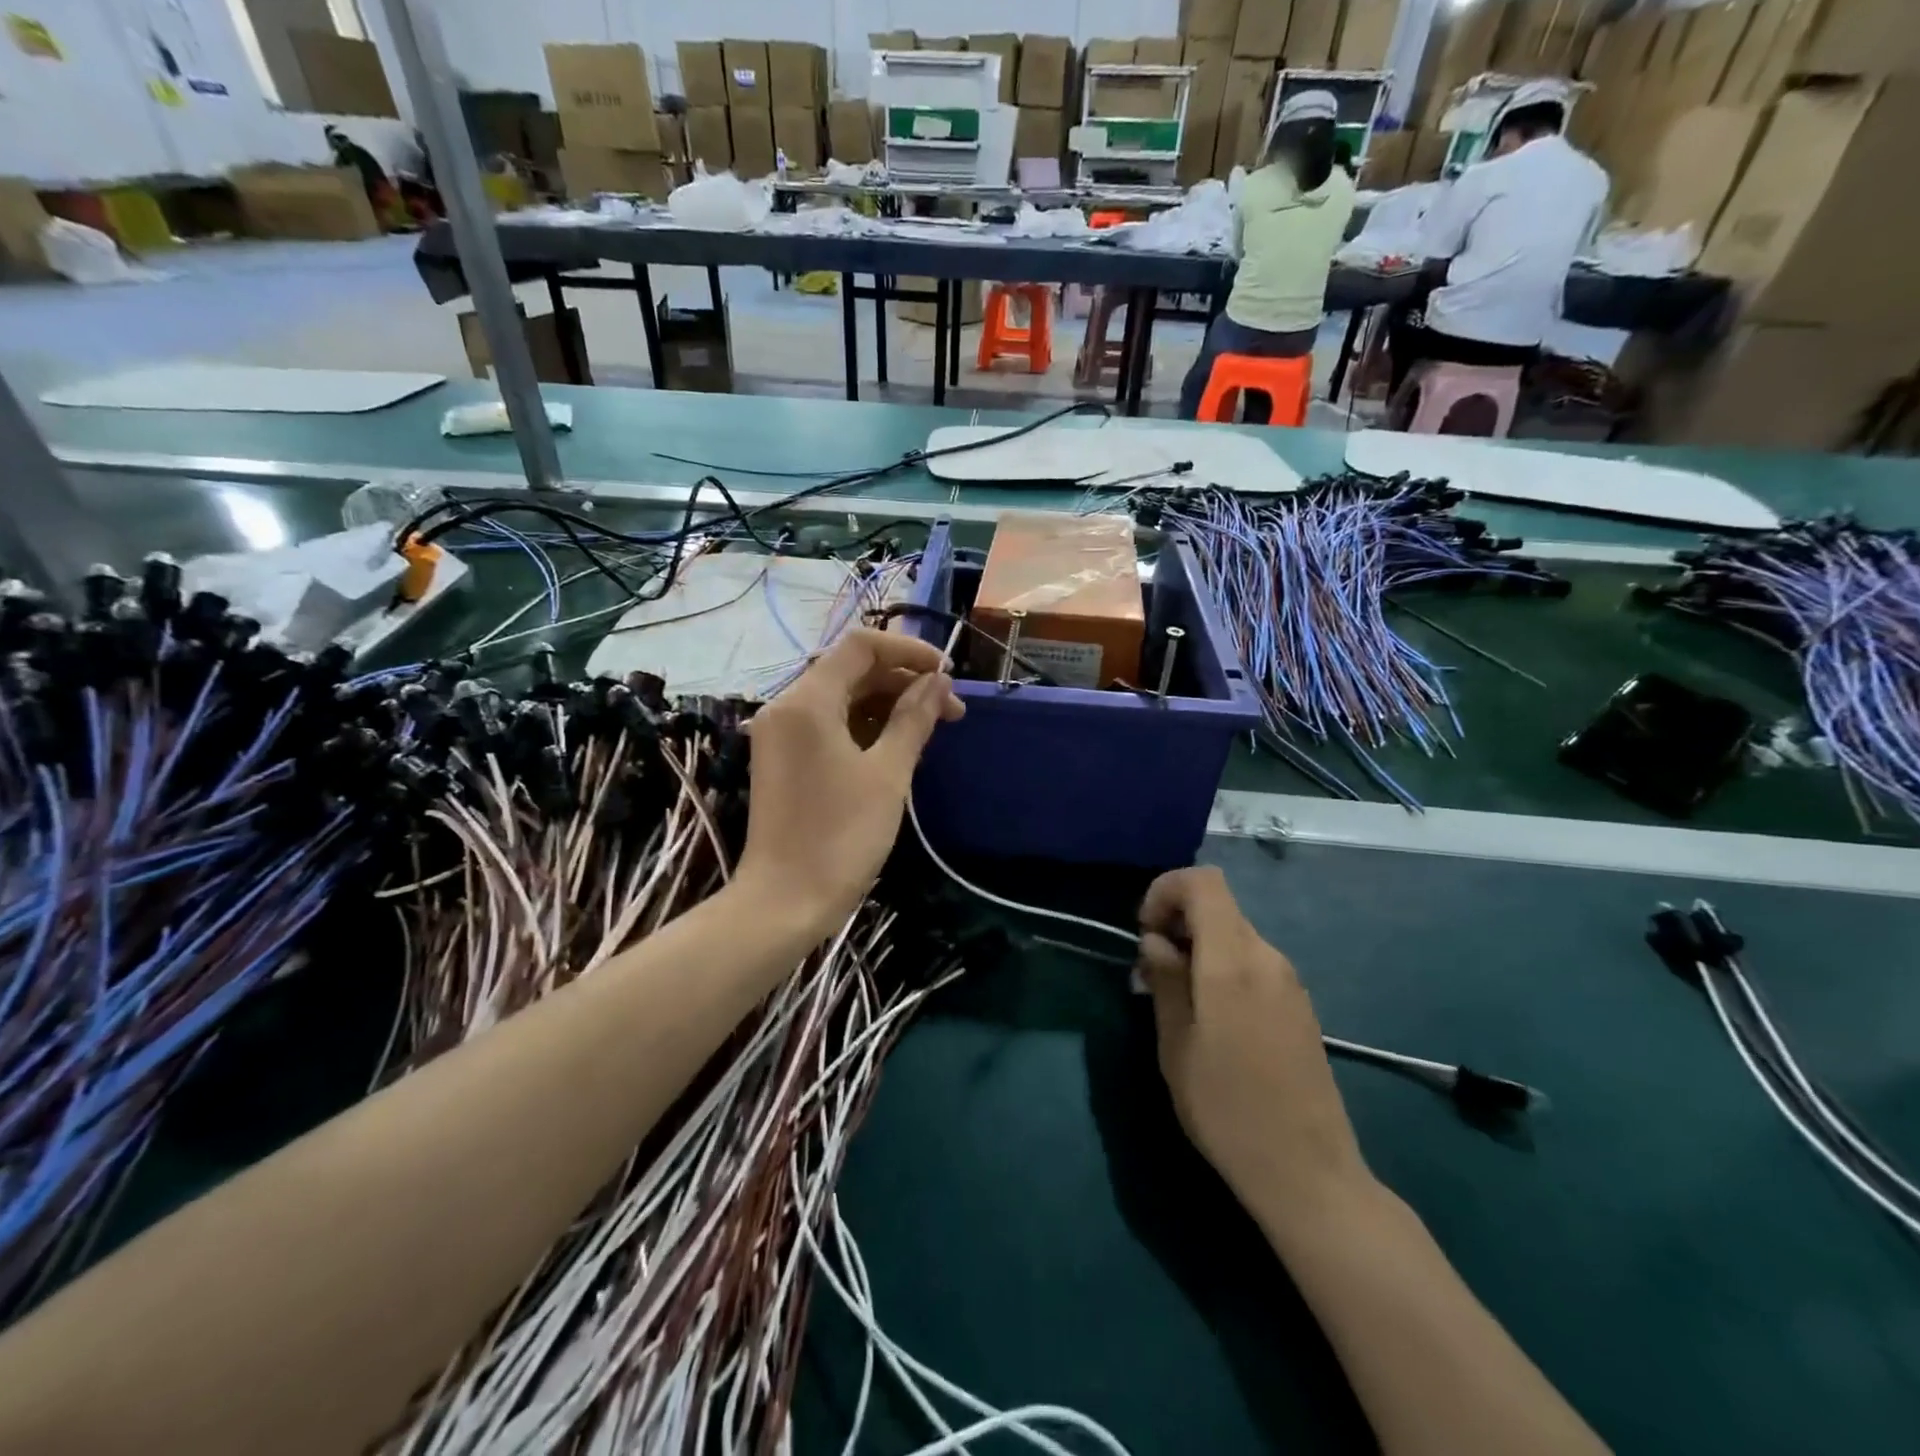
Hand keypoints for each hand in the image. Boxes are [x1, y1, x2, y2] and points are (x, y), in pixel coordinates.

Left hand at [737, 629, 963, 942]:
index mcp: (807, 701)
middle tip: (950, 712)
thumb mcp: (888, 774)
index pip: (861, 647)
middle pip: (851, 671)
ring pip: (842, 699)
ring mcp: (781, 735)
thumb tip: (939, 683)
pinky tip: (898, 745)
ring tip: (931, 729)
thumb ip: (914, 718)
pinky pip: (829, 725)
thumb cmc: (841, 835)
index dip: (908, 651)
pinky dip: (865, 726)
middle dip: (903, 683)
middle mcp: (786, 707)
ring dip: (887, 705)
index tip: (947, 675)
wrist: (786, 902)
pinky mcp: (784, 760)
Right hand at [1137, 866, 1368, 1229]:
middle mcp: (1267, 957)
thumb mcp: (1176, 1044)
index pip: (1203, 882)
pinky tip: (1211, 1017)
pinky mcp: (1299, 1004)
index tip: (1145, 932)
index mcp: (1233, 960)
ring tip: (1175, 998)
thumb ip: (1165, 980)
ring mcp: (1289, 981)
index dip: (1166, 890)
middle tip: (1151, 971)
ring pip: (1234, 934)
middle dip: (1177, 922)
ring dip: (1198, 947)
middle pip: (1218, 906)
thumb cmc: (1227, 1108)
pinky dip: (1222, 967)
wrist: (1308, 1172)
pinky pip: (1253, 962)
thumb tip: (1155, 941)